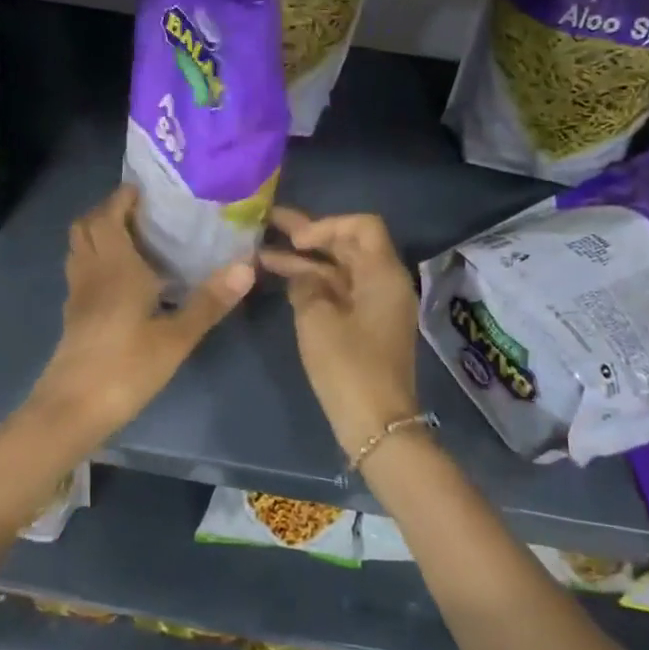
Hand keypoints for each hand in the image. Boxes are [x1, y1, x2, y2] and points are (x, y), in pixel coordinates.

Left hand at [28, 185, 253, 438]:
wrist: (72, 409)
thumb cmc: (126, 368)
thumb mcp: (175, 338)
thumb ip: (209, 301)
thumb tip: (247, 266)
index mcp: (114, 266)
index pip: (108, 215)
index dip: (122, 197)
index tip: (146, 189)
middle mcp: (91, 271)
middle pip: (86, 225)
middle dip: (108, 210)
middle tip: (142, 212)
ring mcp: (77, 293)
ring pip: (80, 247)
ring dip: (99, 233)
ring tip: (135, 238)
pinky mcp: (73, 314)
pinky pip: (81, 270)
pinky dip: (97, 259)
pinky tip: (123, 278)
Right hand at [260, 207, 421, 460]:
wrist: (376, 425)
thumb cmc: (348, 367)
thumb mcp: (317, 319)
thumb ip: (305, 285)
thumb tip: (301, 274)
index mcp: (383, 274)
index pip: (362, 226)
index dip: (326, 225)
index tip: (296, 240)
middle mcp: (385, 283)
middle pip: (349, 245)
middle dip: (309, 236)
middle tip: (270, 224)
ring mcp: (376, 305)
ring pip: (340, 269)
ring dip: (306, 261)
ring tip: (263, 253)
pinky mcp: (366, 325)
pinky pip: (340, 291)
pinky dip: (314, 283)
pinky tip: (283, 280)